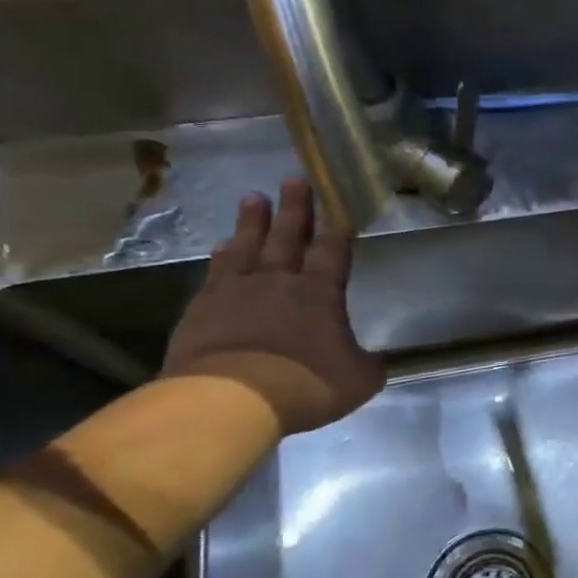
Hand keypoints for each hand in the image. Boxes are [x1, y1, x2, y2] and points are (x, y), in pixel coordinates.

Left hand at [161, 179, 385, 434]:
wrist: (230, 399)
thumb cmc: (305, 385)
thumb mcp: (357, 380)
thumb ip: (368, 364)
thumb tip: (376, 360)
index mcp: (320, 293)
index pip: (332, 250)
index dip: (336, 225)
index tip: (336, 201)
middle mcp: (278, 282)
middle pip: (288, 236)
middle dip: (294, 207)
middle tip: (294, 179)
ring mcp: (236, 292)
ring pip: (247, 246)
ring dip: (252, 222)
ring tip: (253, 197)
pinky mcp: (202, 309)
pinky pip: (215, 273)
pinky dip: (221, 256)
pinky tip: (221, 247)